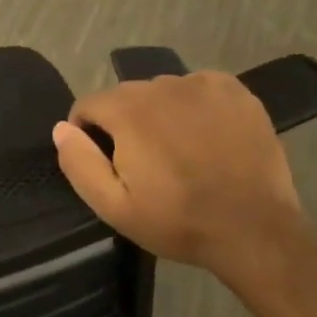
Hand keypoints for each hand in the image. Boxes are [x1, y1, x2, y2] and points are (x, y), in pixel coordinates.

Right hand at [51, 71, 303, 271]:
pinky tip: (207, 138)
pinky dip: (195, 107)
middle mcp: (161, 85)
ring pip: (162, 92)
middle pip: (125, 97)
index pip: (87, 106)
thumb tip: (61, 128)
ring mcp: (202, 85)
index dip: (88, 135)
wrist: (255, 231)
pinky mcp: (235, 91)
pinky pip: (198, 89)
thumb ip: (79, 162)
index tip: (106, 164)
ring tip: (180, 153)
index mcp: (127, 109)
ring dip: (160, 115)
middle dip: (125, 125)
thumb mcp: (113, 206)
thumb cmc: (178, 221)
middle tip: (146, 165)